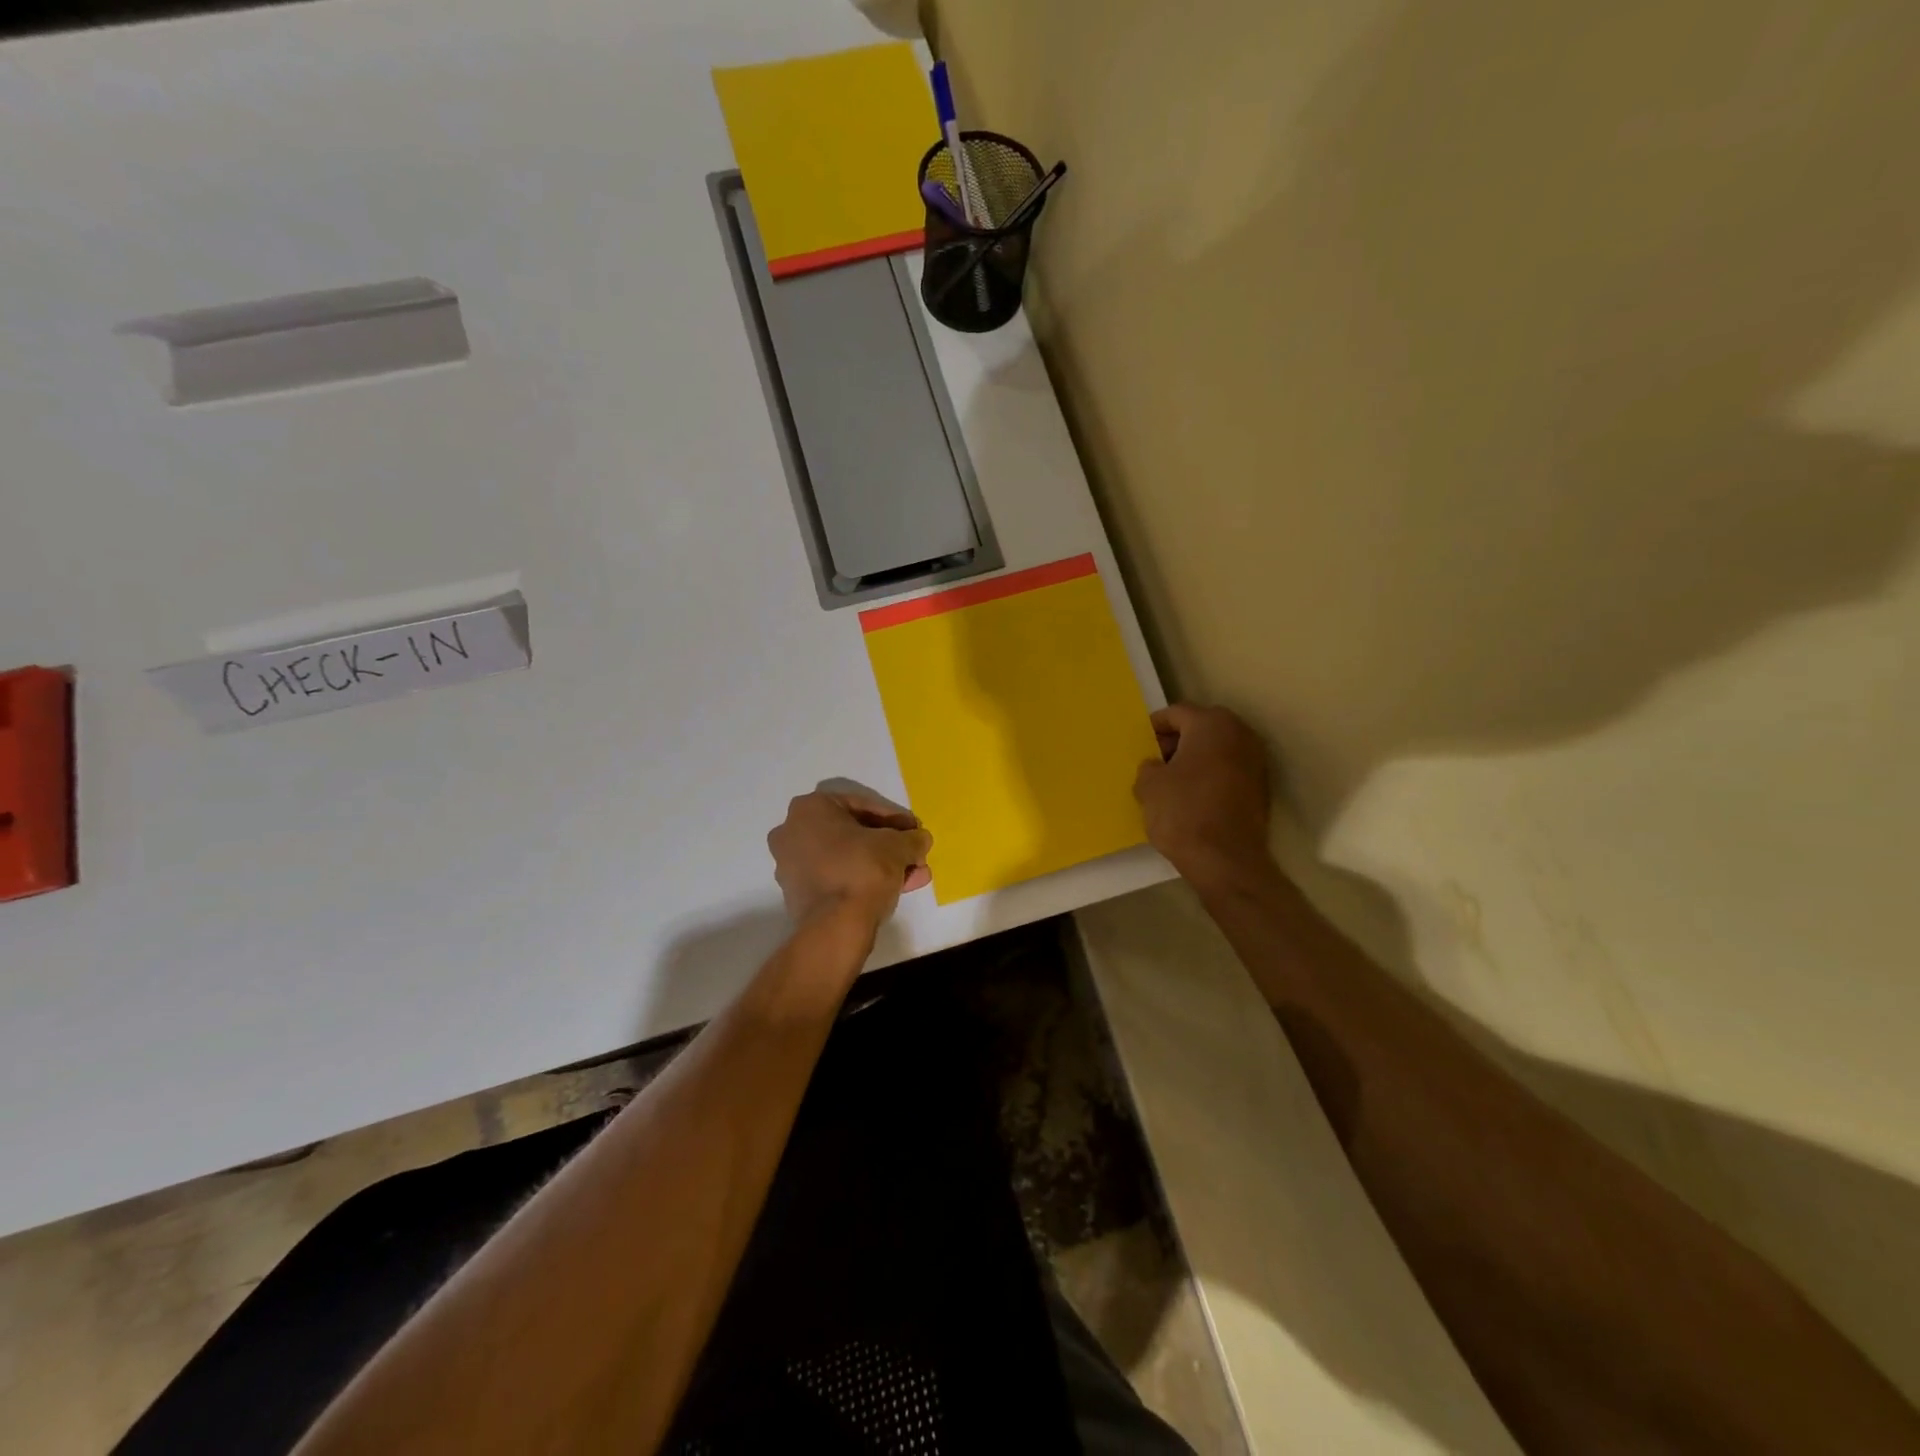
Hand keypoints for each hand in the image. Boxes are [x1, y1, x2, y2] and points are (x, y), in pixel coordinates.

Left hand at [767, 788, 933, 926]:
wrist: (835, 926)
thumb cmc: (863, 870)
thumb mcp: (898, 846)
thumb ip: (912, 838)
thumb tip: (920, 839)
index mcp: (810, 808)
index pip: (863, 806)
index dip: (896, 819)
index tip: (915, 832)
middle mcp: (792, 831)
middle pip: (853, 833)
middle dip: (889, 846)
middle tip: (914, 855)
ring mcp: (790, 864)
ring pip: (846, 857)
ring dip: (881, 864)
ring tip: (913, 877)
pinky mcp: (797, 893)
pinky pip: (837, 876)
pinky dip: (863, 879)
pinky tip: (894, 889)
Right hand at [1133, 703, 1272, 883]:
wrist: (1226, 860)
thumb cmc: (1183, 812)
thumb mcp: (1149, 786)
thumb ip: (1149, 766)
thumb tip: (1157, 766)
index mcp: (1211, 724)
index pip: (1177, 712)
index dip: (1155, 726)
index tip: (1142, 742)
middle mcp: (1240, 734)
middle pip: (1202, 726)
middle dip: (1177, 740)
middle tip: (1156, 759)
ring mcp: (1256, 761)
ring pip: (1218, 748)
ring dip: (1196, 757)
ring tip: (1172, 780)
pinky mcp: (1261, 787)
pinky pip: (1229, 769)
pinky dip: (1211, 774)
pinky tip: (1193, 795)